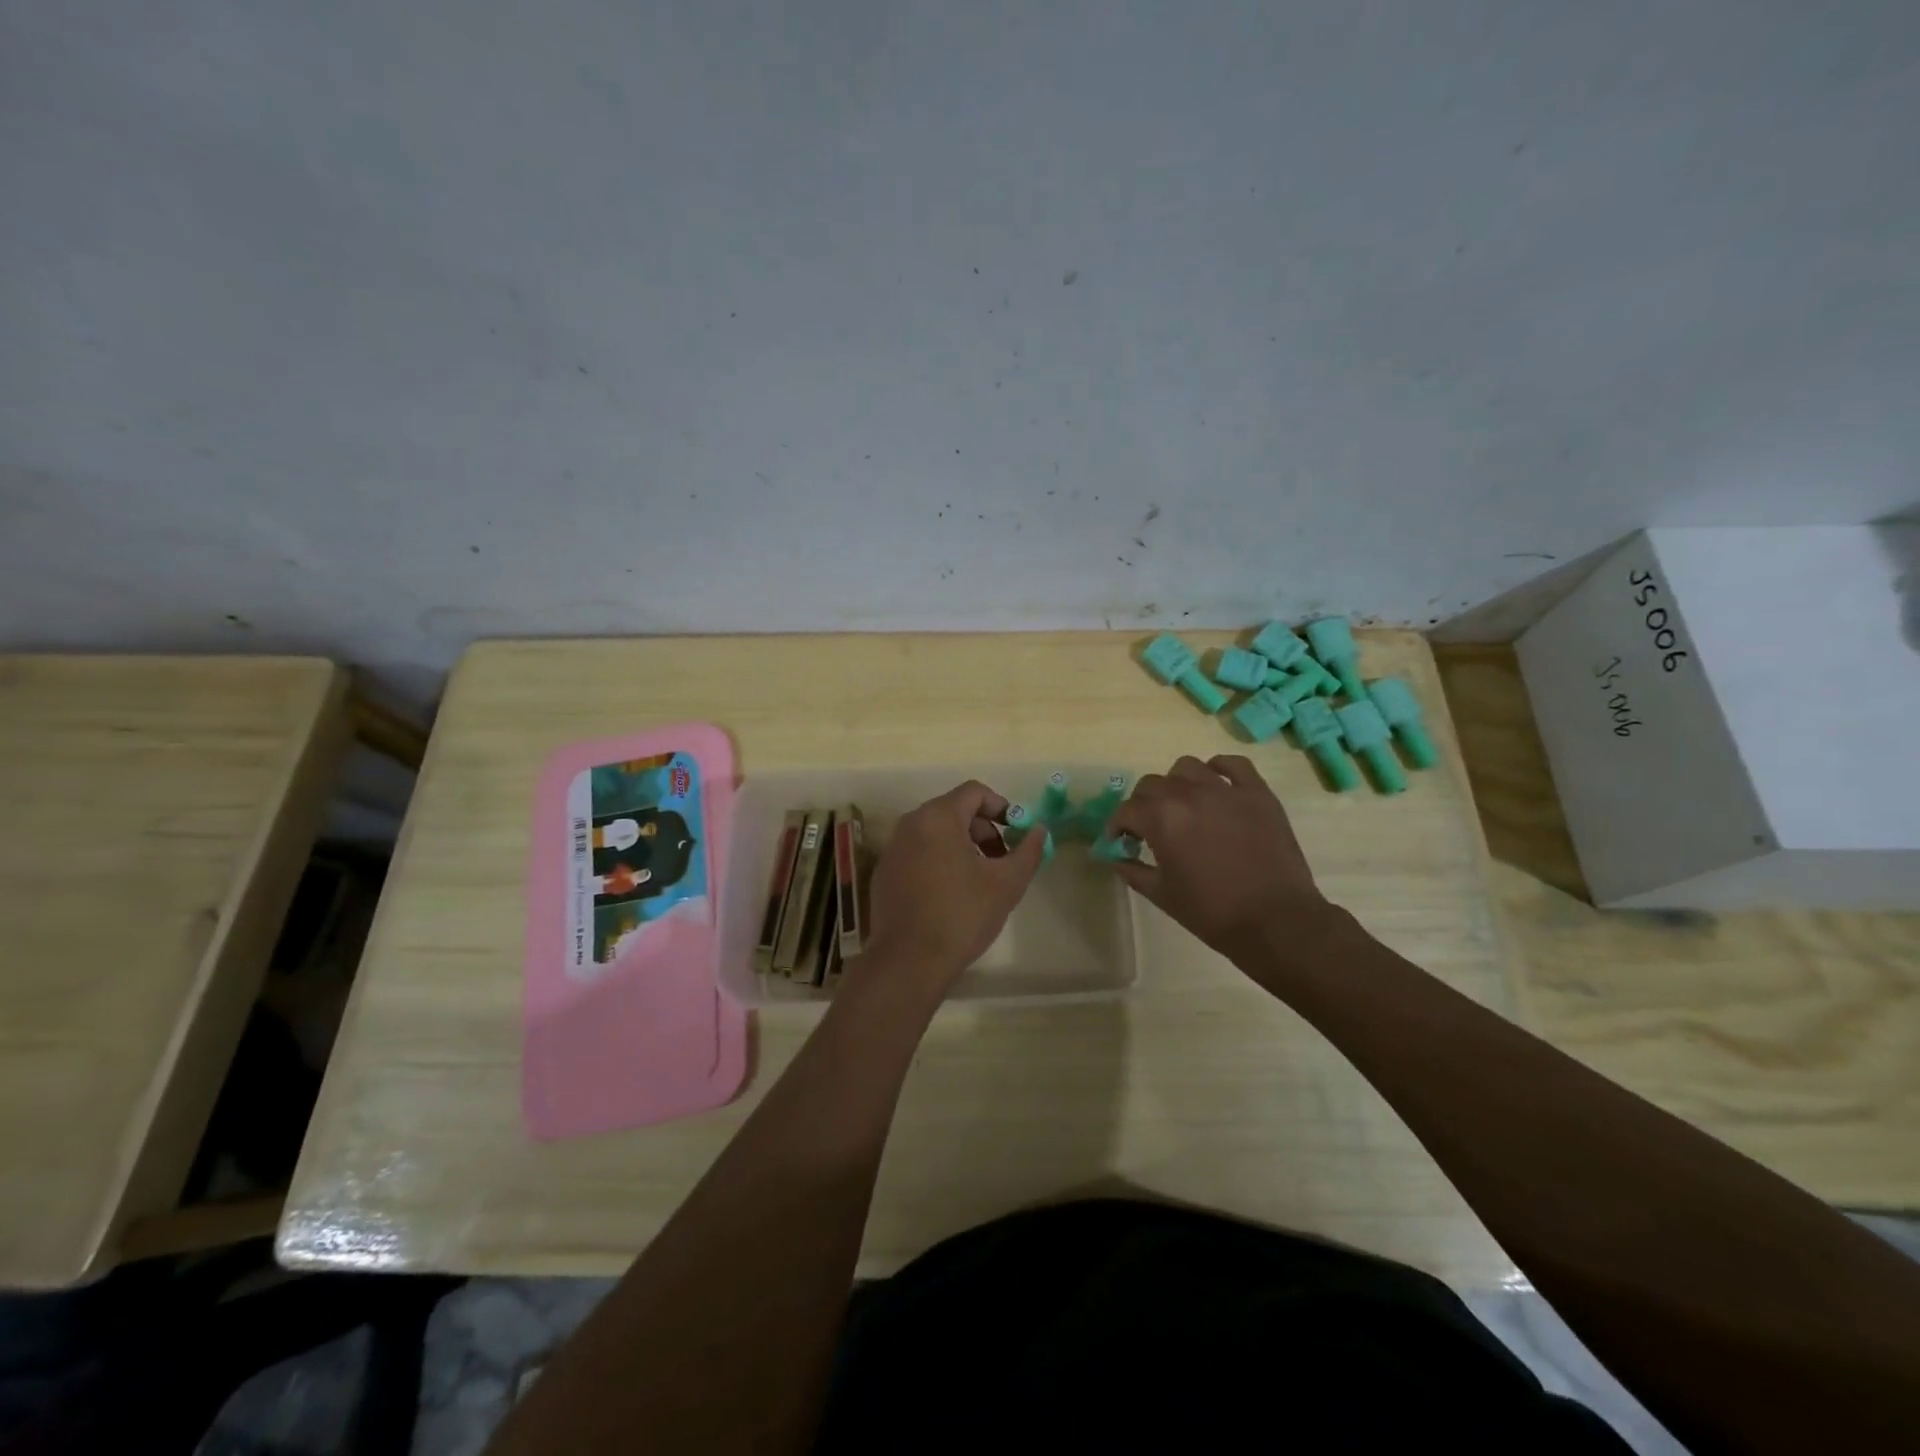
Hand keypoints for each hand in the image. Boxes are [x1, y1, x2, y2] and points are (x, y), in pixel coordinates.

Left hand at [861, 780, 1047, 997]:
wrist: (908, 961)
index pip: (974, 792)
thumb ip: (1028, 851)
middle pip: (954, 810)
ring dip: (962, 845)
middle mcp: (910, 824)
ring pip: (935, 832)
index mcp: (937, 817)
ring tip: (979, 879)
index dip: (1001, 807)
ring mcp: (892, 848)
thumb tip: (1038, 830)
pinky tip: (950, 894)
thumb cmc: (961, 915)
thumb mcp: (1006, 884)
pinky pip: (917, 852)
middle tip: (1001, 860)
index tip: (1016, 833)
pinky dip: (938, 860)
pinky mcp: (884, 873)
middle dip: (983, 829)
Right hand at [1106, 755, 1335, 967]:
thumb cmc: (1212, 912)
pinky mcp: (1257, 793)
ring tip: (1182, 804)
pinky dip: (1220, 768)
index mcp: (1161, 819)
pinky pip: (1234, 764)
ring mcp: (1225, 790)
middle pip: (1152, 784)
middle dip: (1143, 804)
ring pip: (1188, 767)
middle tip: (1149, 826)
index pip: (1126, 810)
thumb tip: (1116, 857)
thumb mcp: (1161, 895)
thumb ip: (1133, 870)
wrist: (1275, 921)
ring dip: (1177, 783)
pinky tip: (1216, 785)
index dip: (1117, 825)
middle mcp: (1189, 795)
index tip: (1120, 839)